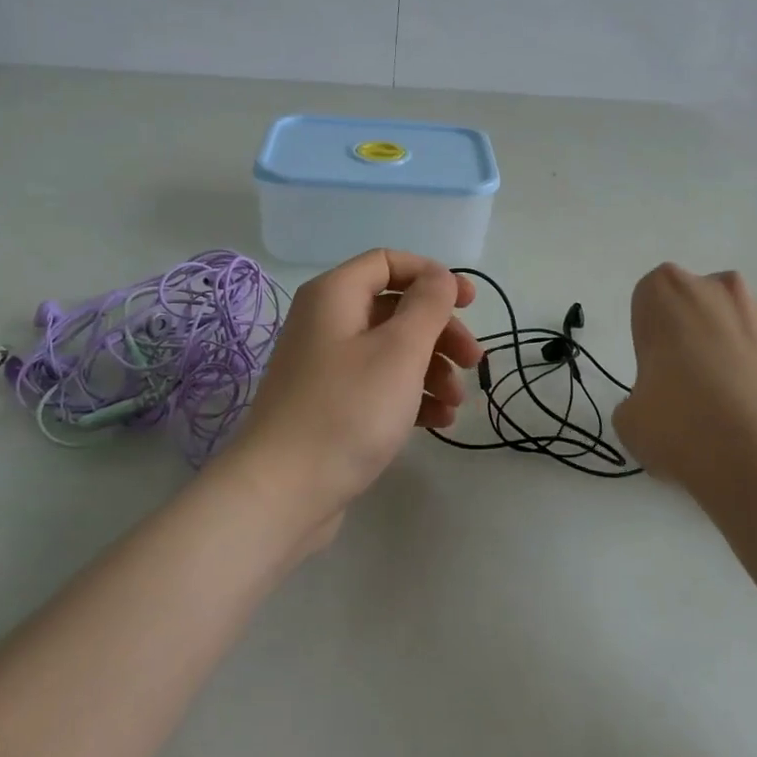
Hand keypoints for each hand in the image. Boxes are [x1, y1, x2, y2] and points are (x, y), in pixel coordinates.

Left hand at [222, 249, 481, 537]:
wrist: (283, 493)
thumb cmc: (348, 410)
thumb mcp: (400, 350)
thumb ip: (427, 305)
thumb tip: (439, 276)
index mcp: (335, 296)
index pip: (388, 262)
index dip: (432, 276)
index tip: (469, 302)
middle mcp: (327, 323)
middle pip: (395, 308)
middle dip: (440, 332)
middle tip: (474, 361)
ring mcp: (326, 367)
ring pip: (391, 350)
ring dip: (432, 369)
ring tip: (456, 403)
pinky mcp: (330, 405)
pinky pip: (378, 385)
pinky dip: (410, 396)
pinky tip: (439, 422)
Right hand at [612, 264, 756, 512]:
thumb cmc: (683, 426)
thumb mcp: (631, 421)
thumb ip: (639, 399)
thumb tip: (656, 408)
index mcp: (667, 294)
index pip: (652, 298)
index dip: (654, 334)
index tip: (658, 370)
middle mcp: (721, 289)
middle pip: (703, 302)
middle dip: (699, 333)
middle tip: (696, 386)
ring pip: (749, 322)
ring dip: (743, 348)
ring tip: (743, 404)